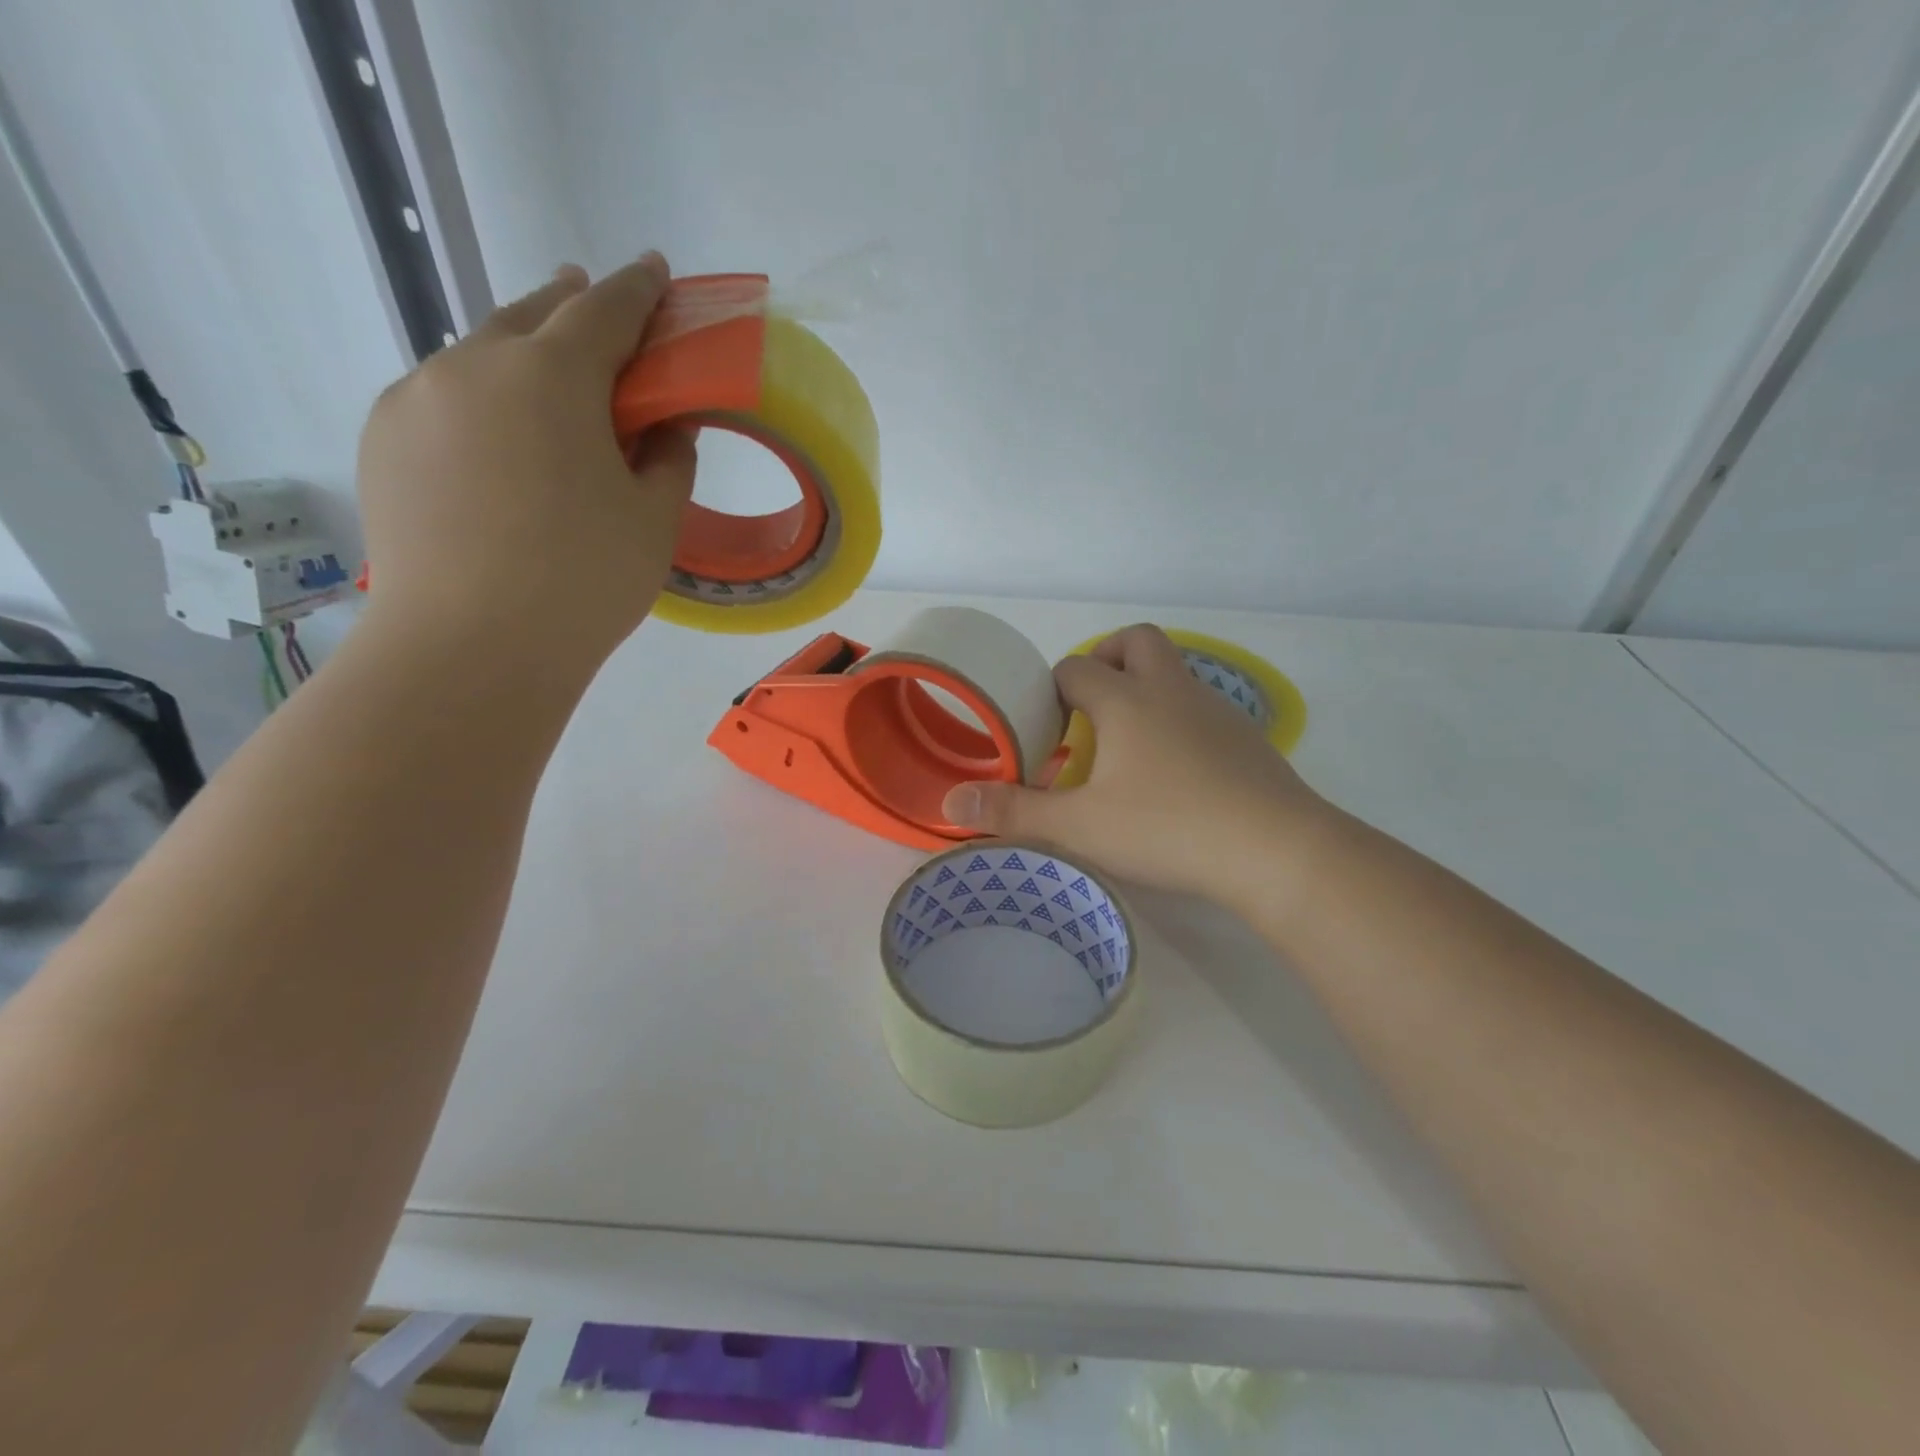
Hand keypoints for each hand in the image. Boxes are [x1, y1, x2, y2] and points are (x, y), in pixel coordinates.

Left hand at [355, 253, 696, 676]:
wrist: (471, 649)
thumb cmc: (585, 581)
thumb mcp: (654, 520)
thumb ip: (669, 458)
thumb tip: (666, 425)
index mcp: (552, 375)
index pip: (606, 310)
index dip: (639, 289)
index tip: (657, 273)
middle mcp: (474, 365)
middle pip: (531, 315)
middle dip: (572, 306)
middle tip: (600, 313)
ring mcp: (416, 399)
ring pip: (480, 355)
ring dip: (522, 355)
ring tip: (549, 384)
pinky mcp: (383, 441)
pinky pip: (443, 398)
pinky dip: (481, 400)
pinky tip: (499, 442)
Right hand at [941, 625, 1329, 906]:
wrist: (1275, 849)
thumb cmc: (1167, 828)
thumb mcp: (1081, 827)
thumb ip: (1015, 812)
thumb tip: (950, 805)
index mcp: (1126, 701)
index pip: (1075, 670)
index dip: (1052, 690)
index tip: (1045, 727)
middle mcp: (1171, 691)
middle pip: (1136, 641)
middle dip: (1106, 658)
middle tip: (1089, 702)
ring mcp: (1216, 711)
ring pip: (1175, 672)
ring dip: (1145, 688)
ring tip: (1127, 743)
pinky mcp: (1247, 738)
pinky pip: (1203, 708)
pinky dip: (1179, 719)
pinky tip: (1176, 770)